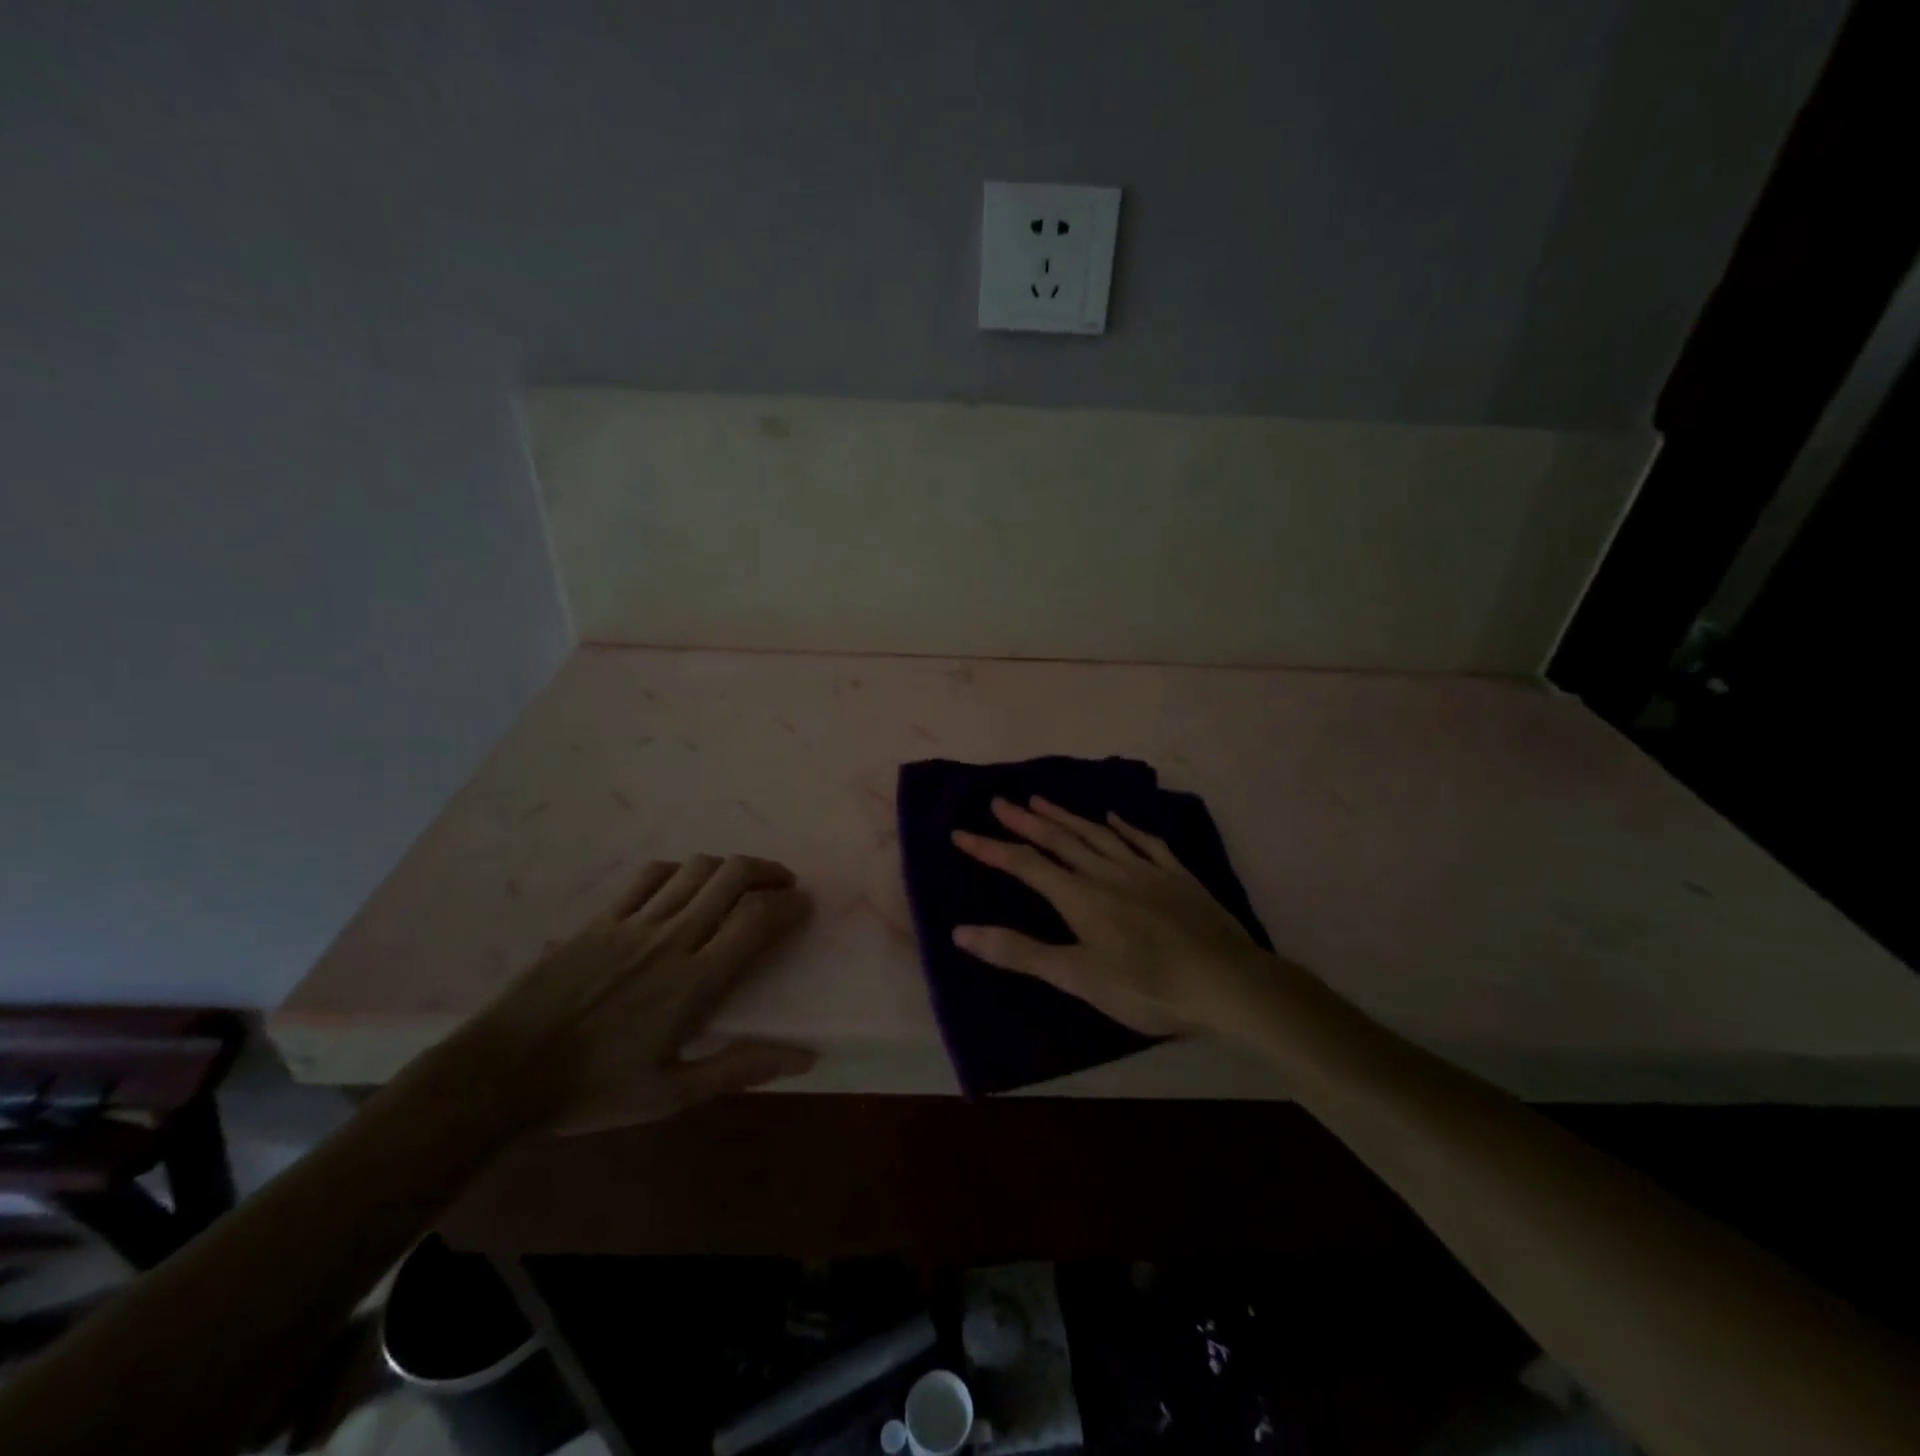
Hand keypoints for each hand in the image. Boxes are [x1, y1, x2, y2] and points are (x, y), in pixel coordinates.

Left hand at [470, 854, 815, 1134]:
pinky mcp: (600, 918)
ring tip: (740, 881)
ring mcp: (633, 923)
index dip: (788, 905)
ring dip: (728, 867)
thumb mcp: (672, 1094)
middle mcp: (671, 939)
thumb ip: (740, 1067)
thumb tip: (805, 1057)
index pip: (756, 921)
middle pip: (732, 877)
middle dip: (767, 871)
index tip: (803, 905)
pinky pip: (649, 876)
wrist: (501, 1075)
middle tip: (782, 883)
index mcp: (694, 982)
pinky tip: (683, 885)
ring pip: (695, 869)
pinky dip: (679, 871)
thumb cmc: (593, 1090)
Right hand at [951, 796, 1277, 1036]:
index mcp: (1080, 896)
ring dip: (1065, 816)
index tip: (960, 832)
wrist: (1228, 983)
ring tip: (1040, 799)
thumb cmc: (1147, 987)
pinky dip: (1124, 827)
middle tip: (999, 801)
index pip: (1025, 864)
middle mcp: (1107, 872)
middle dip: (1024, 820)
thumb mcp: (1077, 977)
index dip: (990, 849)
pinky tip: (1113, 818)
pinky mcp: (1176, 876)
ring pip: (1096, 834)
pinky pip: (1144, 842)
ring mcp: (1145, 870)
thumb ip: (1020, 952)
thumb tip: (961, 931)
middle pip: (1059, 839)